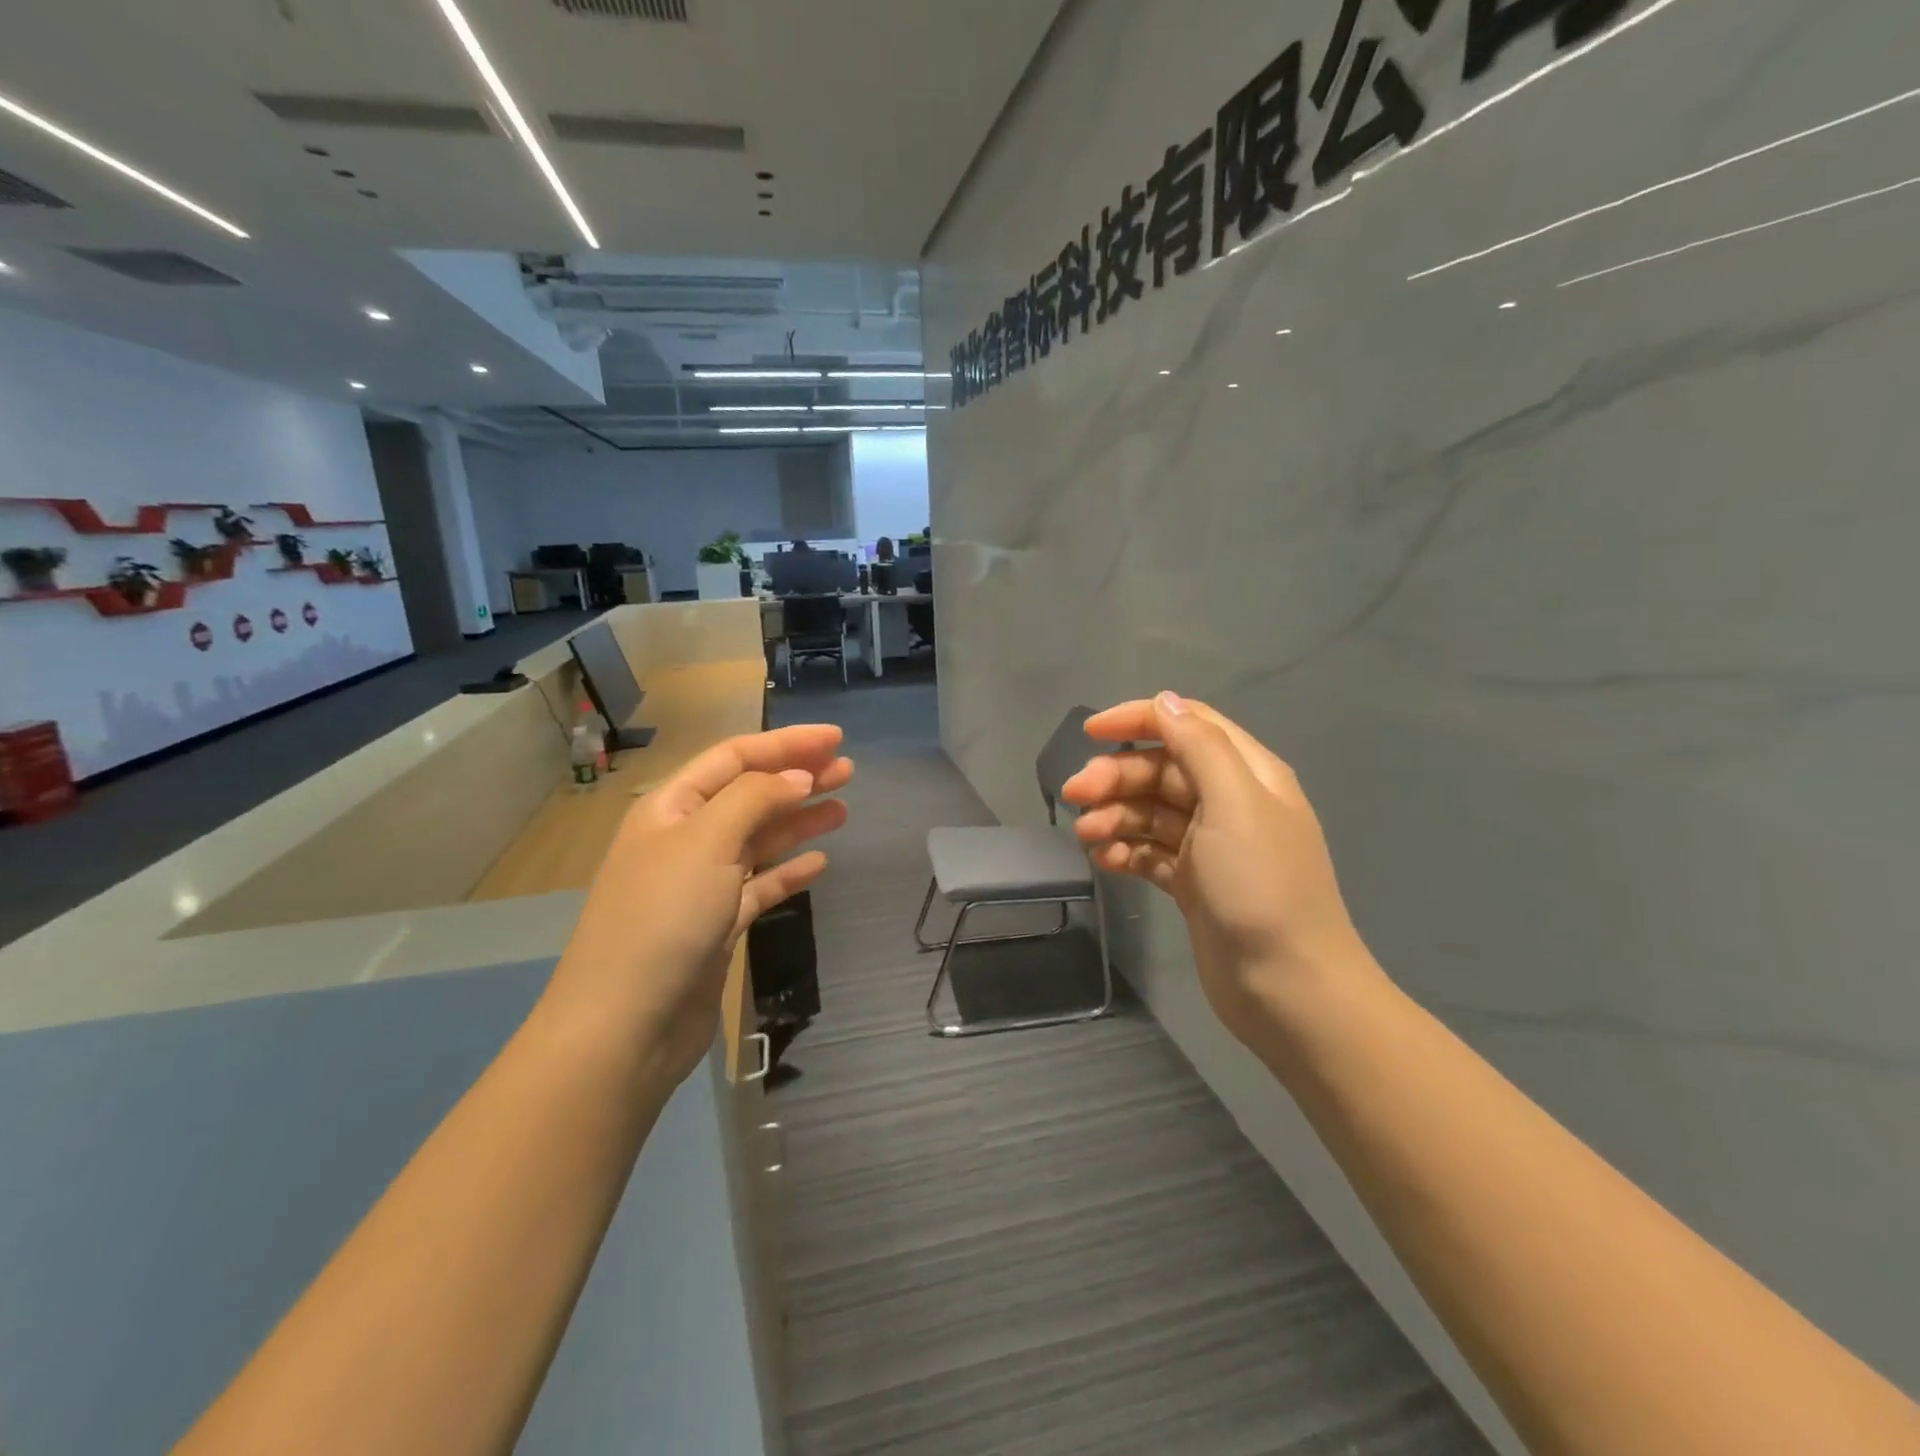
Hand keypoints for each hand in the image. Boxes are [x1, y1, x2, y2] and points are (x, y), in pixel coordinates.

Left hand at [541, 724, 852, 1086]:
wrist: (626, 1027)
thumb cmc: (662, 918)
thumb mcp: (706, 842)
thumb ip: (755, 799)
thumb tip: (796, 776)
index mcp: (671, 807)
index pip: (734, 758)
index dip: (785, 743)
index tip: (835, 738)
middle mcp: (686, 838)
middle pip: (751, 794)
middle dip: (798, 778)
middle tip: (848, 770)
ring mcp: (701, 883)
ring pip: (759, 839)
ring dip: (799, 821)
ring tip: (844, 808)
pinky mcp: (718, 924)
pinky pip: (761, 885)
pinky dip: (788, 871)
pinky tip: (819, 863)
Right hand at [1060, 693, 1371, 1044]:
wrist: (1287, 988)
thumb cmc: (1262, 887)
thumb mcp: (1235, 804)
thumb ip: (1200, 747)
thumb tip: (1165, 700)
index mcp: (1246, 774)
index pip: (1187, 724)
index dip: (1139, 719)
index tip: (1090, 732)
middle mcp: (1228, 802)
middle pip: (1160, 770)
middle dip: (1116, 778)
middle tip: (1074, 796)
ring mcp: (1209, 845)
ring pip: (1149, 812)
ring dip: (1114, 816)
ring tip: (1086, 837)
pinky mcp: (1193, 883)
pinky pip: (1149, 852)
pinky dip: (1125, 851)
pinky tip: (1104, 861)